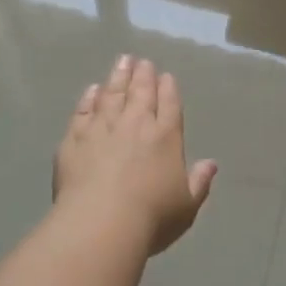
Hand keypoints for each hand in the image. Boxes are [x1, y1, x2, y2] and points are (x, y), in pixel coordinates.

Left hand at [53, 55, 216, 255]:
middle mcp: (135, 124)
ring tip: (122, 61)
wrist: (100, 224)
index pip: (169, 104)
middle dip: (143, 75)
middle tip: (142, 61)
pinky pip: (83, 111)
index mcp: (166, 137)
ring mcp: (102, 128)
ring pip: (111, 94)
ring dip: (118, 76)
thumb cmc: (151, 218)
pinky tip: (92, 90)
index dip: (168, 88)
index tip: (166, 75)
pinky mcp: (74, 139)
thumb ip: (199, 182)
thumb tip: (211, 164)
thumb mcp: (186, 205)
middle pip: (140, 92)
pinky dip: (89, 98)